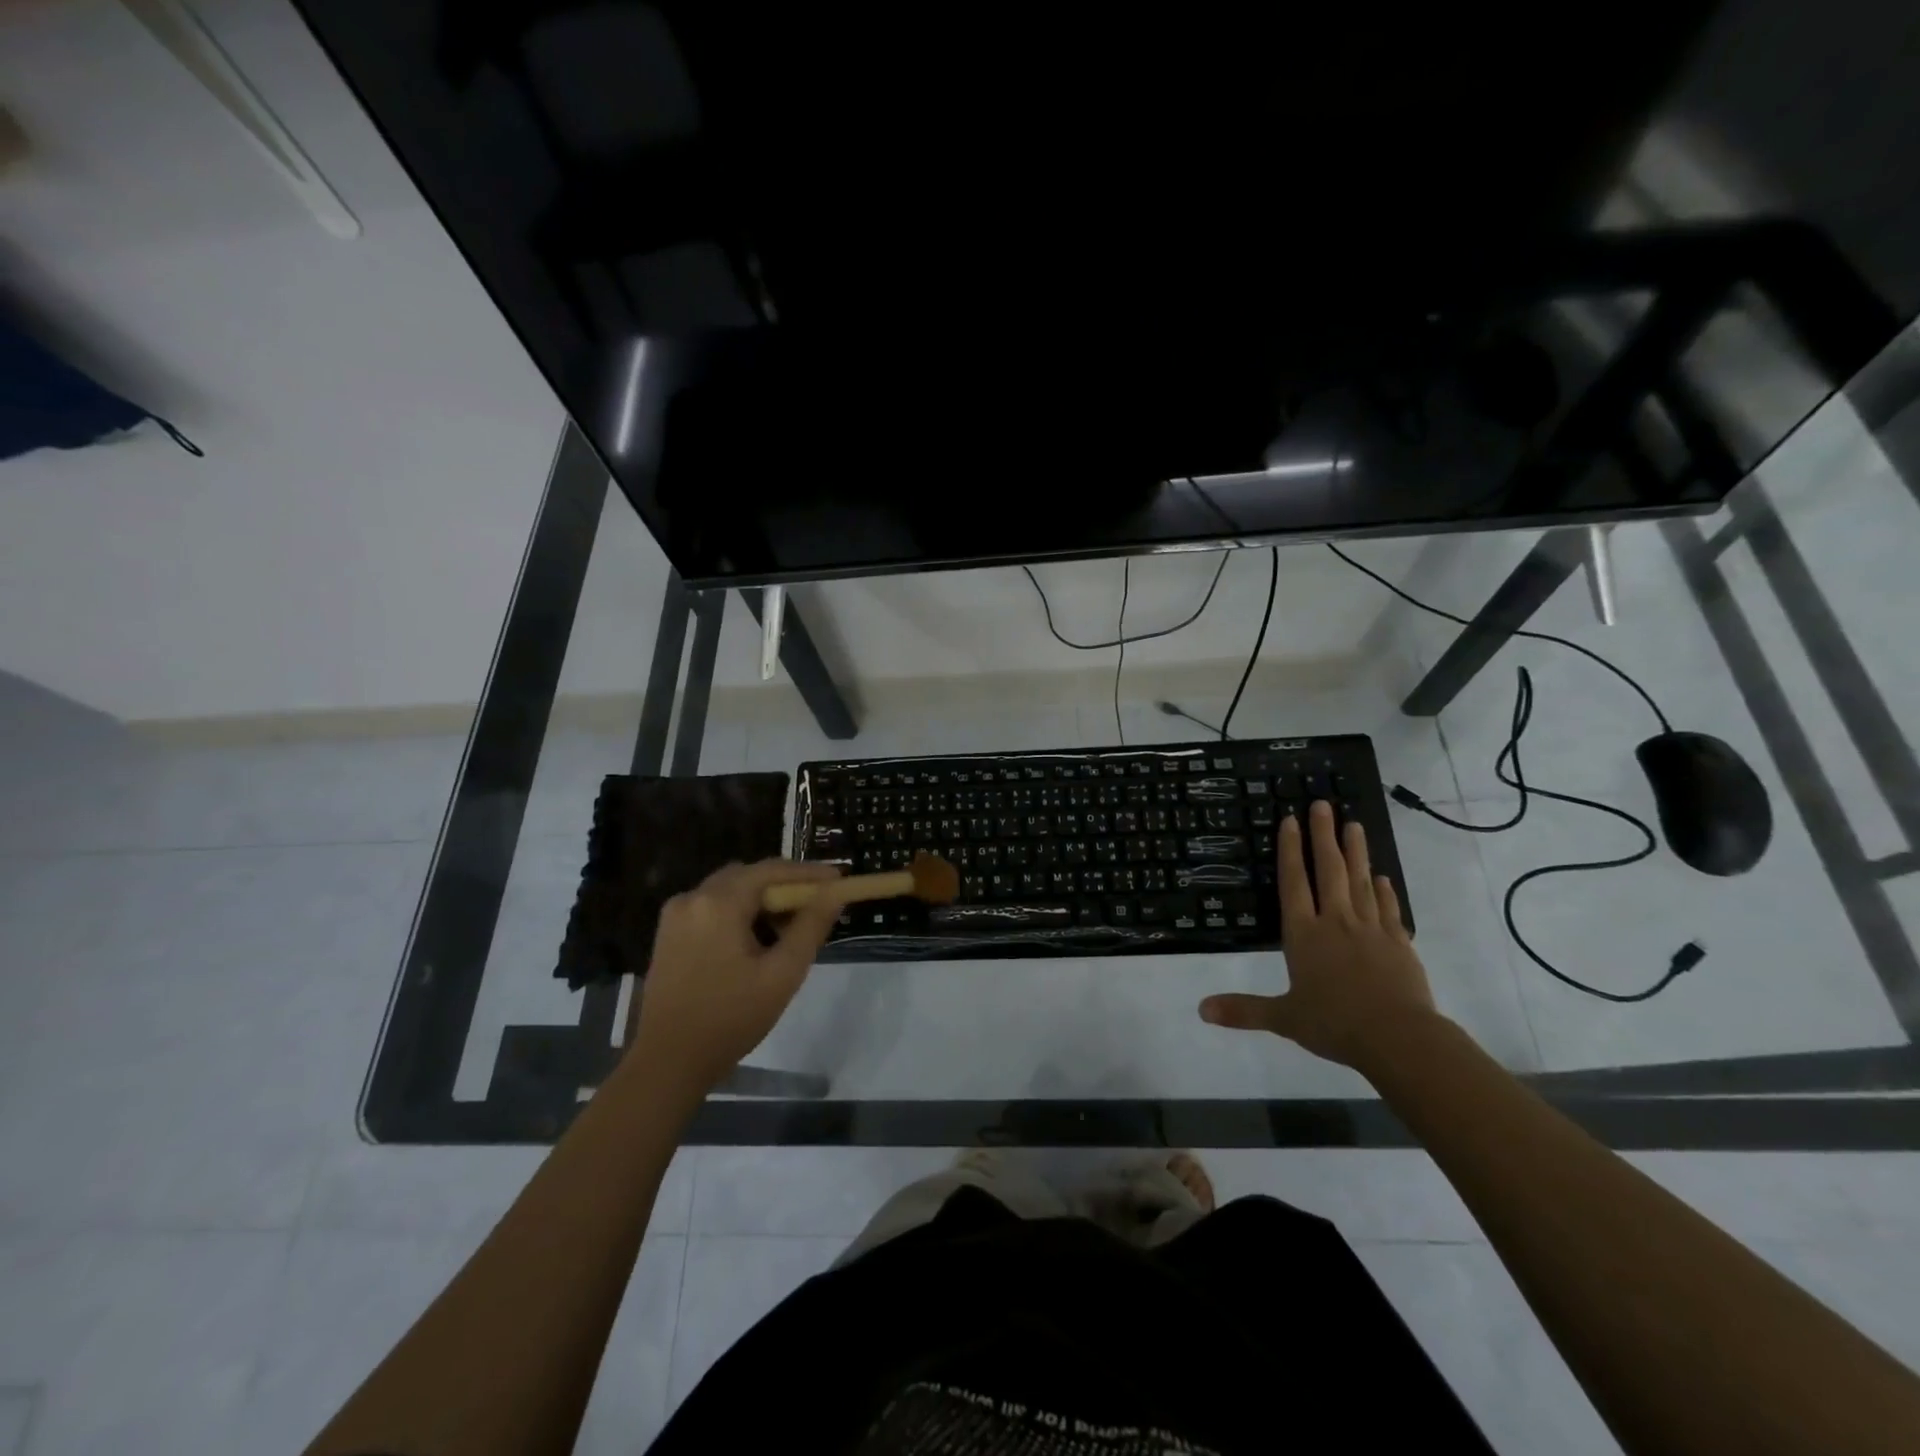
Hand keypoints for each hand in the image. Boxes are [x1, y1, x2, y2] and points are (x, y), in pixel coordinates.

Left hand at [629, 859, 850, 1098]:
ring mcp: (675, 914)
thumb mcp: (782, 974)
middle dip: (784, 886)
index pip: (772, 870)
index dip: (809, 873)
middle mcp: (692, 897)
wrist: (668, 1063)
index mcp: (719, 903)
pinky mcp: (668, 933)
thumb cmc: (731, 1019)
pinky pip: (712, 907)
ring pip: (729, 890)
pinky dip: (738, 912)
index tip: (839, 879)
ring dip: (760, 900)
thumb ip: (811, 926)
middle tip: (816, 906)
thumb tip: (836, 892)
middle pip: (749, 876)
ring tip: (787, 929)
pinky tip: (754, 941)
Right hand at [1199, 800, 1438, 1071]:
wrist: (1399, 1038)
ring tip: (1353, 825)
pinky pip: (1389, 908)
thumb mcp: (1284, 1018)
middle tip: (1323, 804)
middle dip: (1323, 836)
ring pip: (1361, 881)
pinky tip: (1382, 877)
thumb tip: (1201, 1010)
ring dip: (1356, 852)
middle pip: (1329, 870)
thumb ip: (1243, 1011)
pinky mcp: (1398, 943)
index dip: (1291, 850)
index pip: (1294, 883)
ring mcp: (1370, 929)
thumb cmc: (1335, 1024)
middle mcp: (1336, 922)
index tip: (1291, 820)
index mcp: (1304, 934)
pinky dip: (1384, 890)